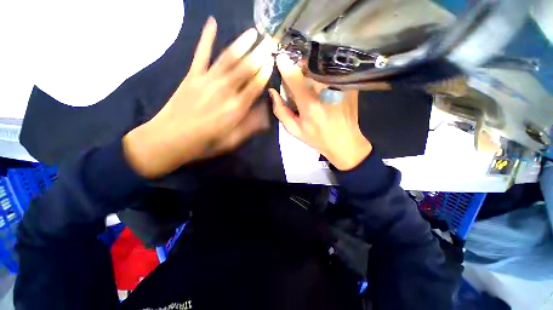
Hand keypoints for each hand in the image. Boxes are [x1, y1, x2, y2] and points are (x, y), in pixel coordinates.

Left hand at [123, 17, 275, 177]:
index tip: (272, 61)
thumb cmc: (205, 143)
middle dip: (259, 54)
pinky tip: (212, 23)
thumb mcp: (232, 141)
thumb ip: (250, 125)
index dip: (265, 72)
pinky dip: (206, 37)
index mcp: (236, 108)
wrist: (169, 139)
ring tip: (254, 32)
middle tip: (270, 41)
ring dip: (242, 43)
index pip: (255, 85)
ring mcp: (207, 80)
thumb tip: (266, 113)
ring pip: (228, 57)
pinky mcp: (192, 75)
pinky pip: (200, 53)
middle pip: (245, 68)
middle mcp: (225, 90)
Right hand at [270, 55, 371, 170]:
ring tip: (310, 80)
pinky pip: (332, 71)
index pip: (294, 76)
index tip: (279, 59)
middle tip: (296, 76)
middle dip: (299, 66)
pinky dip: (324, 73)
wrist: (344, 141)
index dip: (285, 65)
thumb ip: (281, 111)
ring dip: (311, 69)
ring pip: (320, 66)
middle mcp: (325, 91)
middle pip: (308, 66)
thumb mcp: (294, 129)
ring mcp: (339, 85)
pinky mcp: (348, 85)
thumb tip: (273, 92)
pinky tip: (323, 86)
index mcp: (309, 103)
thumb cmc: (317, 137)